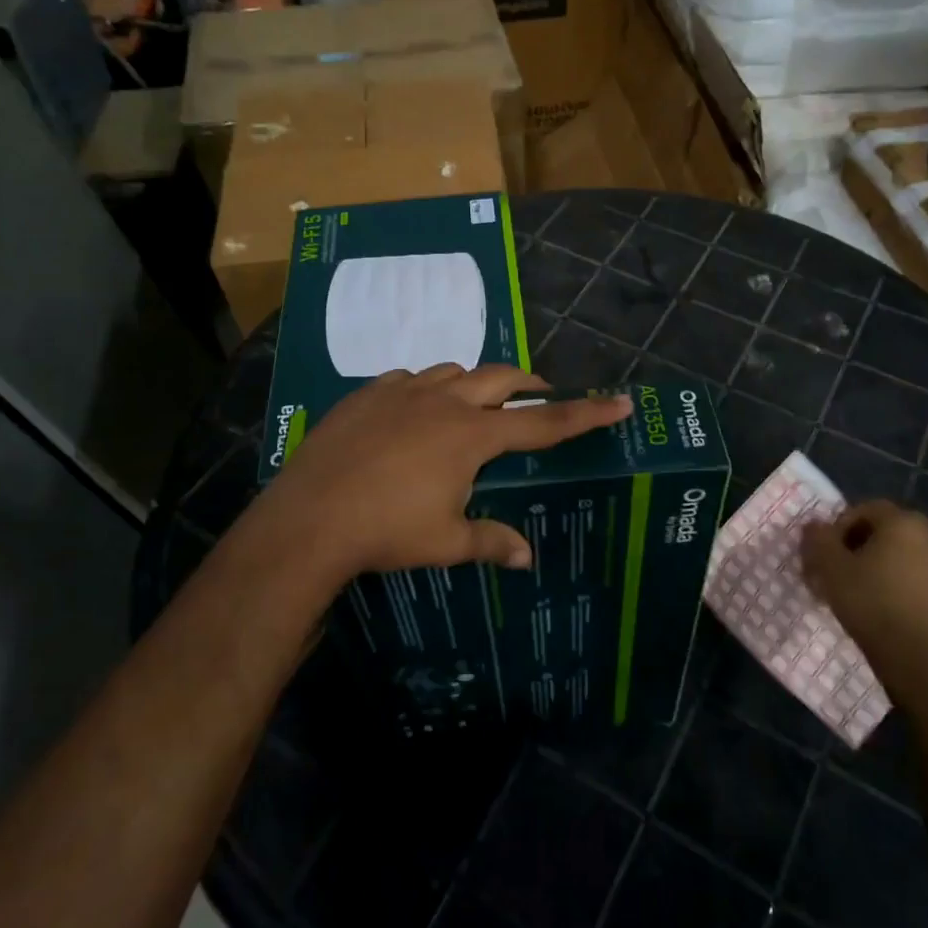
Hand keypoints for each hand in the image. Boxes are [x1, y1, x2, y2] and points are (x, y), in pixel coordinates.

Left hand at [247, 364, 631, 587]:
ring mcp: (402, 392)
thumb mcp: (446, 542)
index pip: (543, 422)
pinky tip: (412, 413)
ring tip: (471, 408)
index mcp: (472, 436)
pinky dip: (423, 390)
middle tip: (539, 397)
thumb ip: (491, 542)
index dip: (585, 413)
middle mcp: (444, 402)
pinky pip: (407, 379)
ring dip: (473, 384)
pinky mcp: (366, 395)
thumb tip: (526, 558)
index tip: (618, 401)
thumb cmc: (387, 532)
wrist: (309, 517)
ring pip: (452, 370)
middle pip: (500, 378)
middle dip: (528, 384)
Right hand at [801, 500, 927, 695]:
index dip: (837, 527)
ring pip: (895, 552)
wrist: (913, 657)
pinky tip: (872, 602)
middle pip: (881, 530)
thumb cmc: (869, 601)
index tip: (824, 552)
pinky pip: (909, 572)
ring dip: (870, 563)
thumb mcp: (829, 565)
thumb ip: (818, 537)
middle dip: (853, 545)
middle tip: (833, 568)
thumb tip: (814, 526)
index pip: (863, 509)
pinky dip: (889, 579)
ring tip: (849, 588)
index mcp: (903, 521)